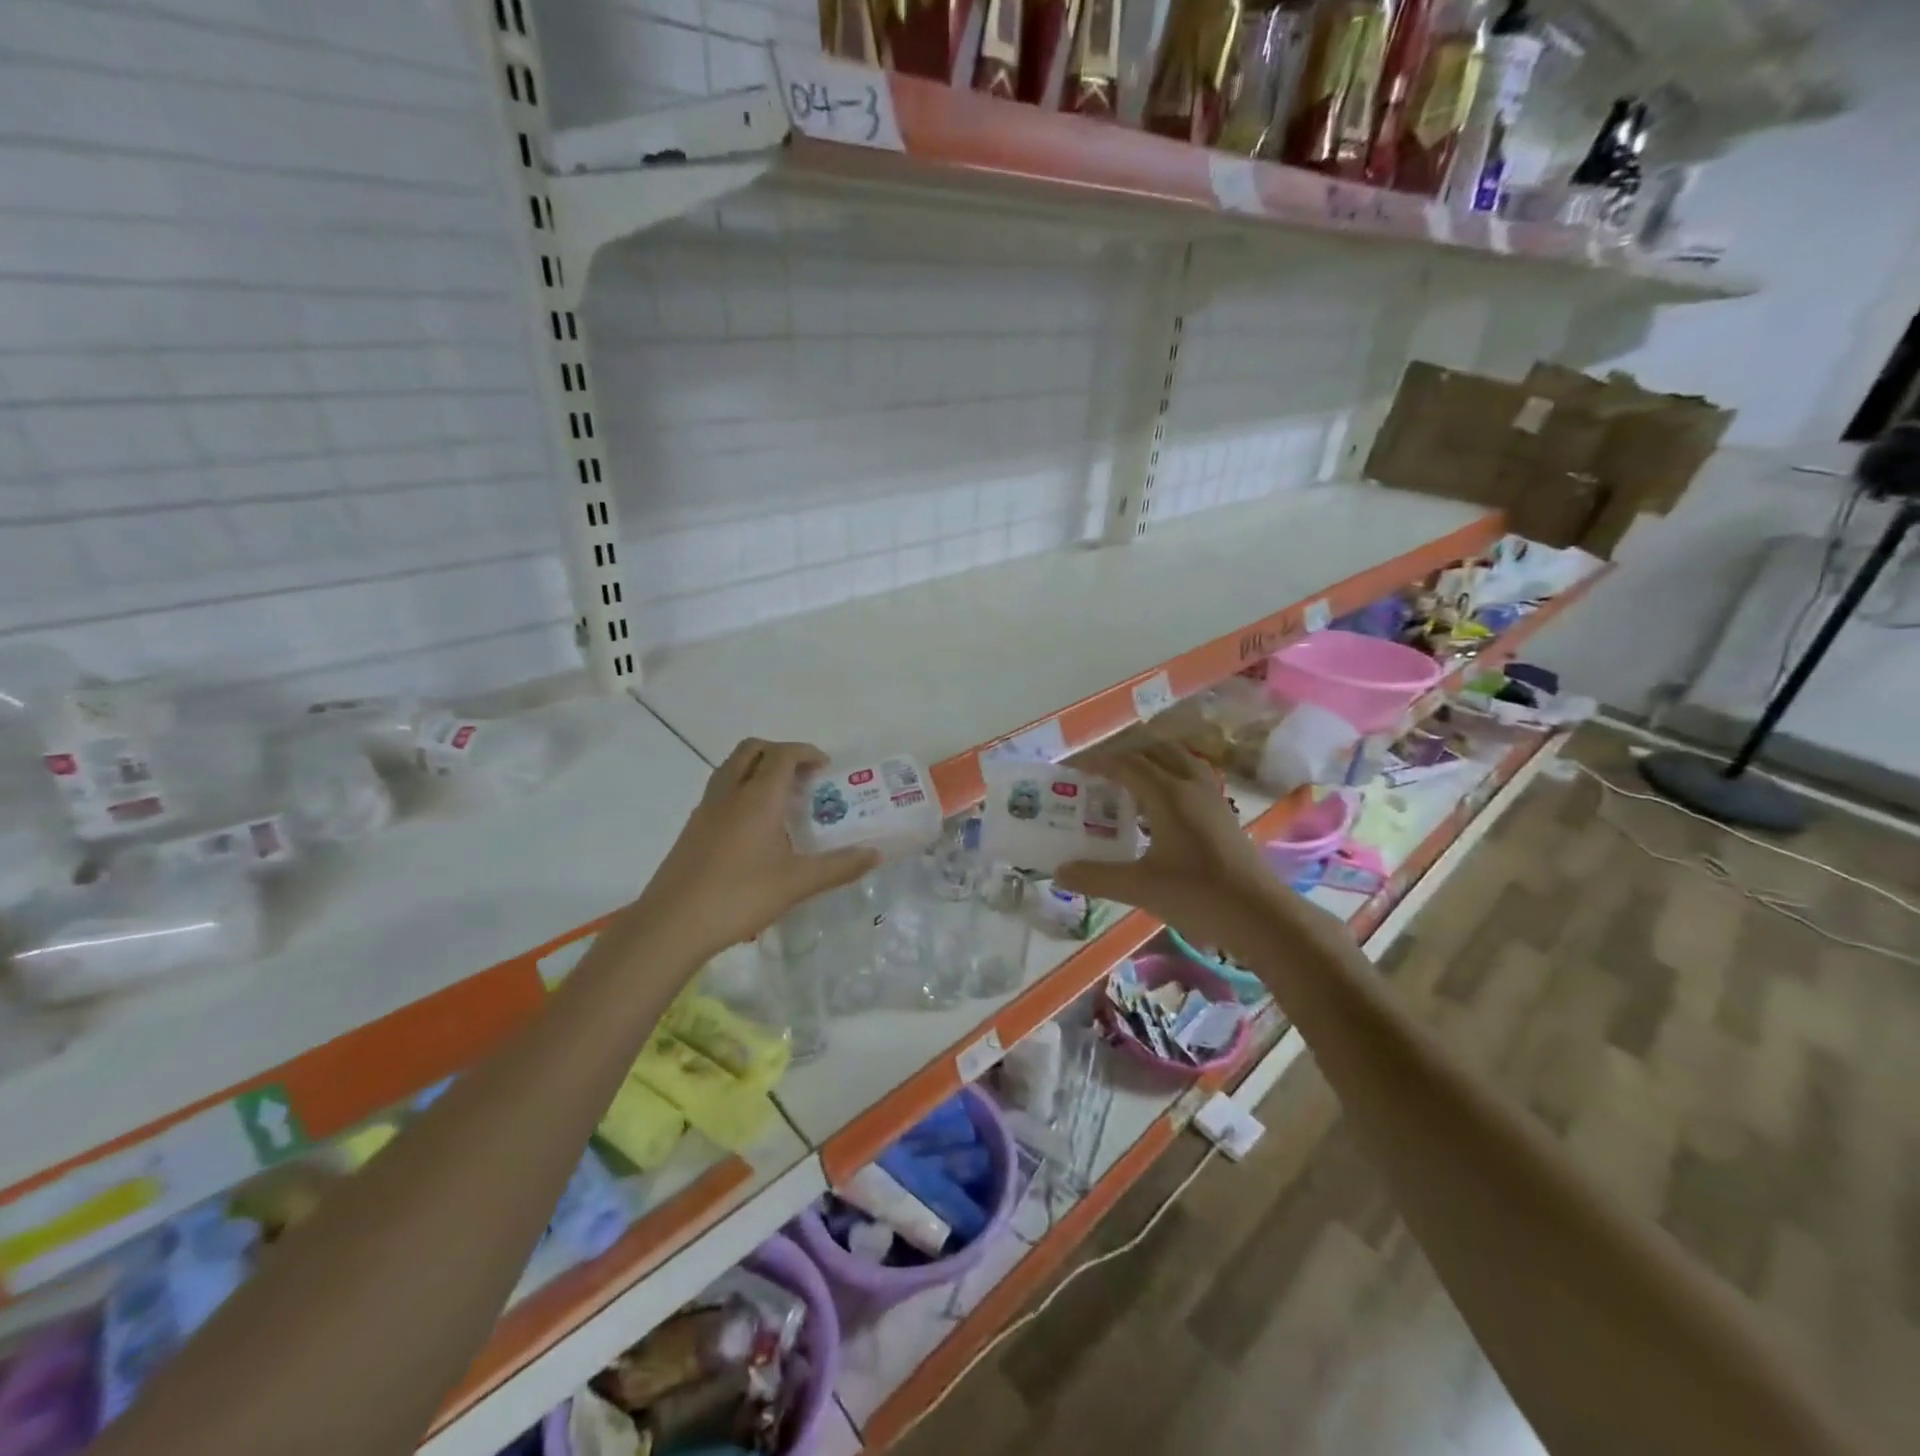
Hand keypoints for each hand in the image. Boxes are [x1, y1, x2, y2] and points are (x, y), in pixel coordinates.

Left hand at [629, 739, 879, 964]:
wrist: (672, 924)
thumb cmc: (739, 897)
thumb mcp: (797, 884)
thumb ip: (839, 867)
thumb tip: (875, 854)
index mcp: (758, 798)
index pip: (783, 754)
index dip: (806, 752)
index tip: (825, 768)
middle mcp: (729, 793)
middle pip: (752, 749)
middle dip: (780, 752)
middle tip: (803, 776)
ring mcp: (706, 810)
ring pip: (731, 768)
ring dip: (758, 768)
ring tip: (781, 799)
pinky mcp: (692, 829)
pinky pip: (720, 791)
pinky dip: (741, 790)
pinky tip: (755, 828)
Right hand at [1054, 745, 1298, 961]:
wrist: (1259, 914)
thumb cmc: (1196, 895)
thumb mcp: (1139, 888)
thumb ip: (1096, 877)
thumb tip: (1059, 872)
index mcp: (1168, 794)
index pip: (1127, 764)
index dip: (1098, 762)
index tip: (1073, 770)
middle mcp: (1191, 785)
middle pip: (1155, 751)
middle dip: (1124, 755)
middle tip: (1099, 774)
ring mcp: (1212, 798)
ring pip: (1178, 760)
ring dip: (1151, 762)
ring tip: (1127, 783)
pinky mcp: (1223, 813)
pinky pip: (1191, 778)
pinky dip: (1169, 777)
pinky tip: (1159, 808)